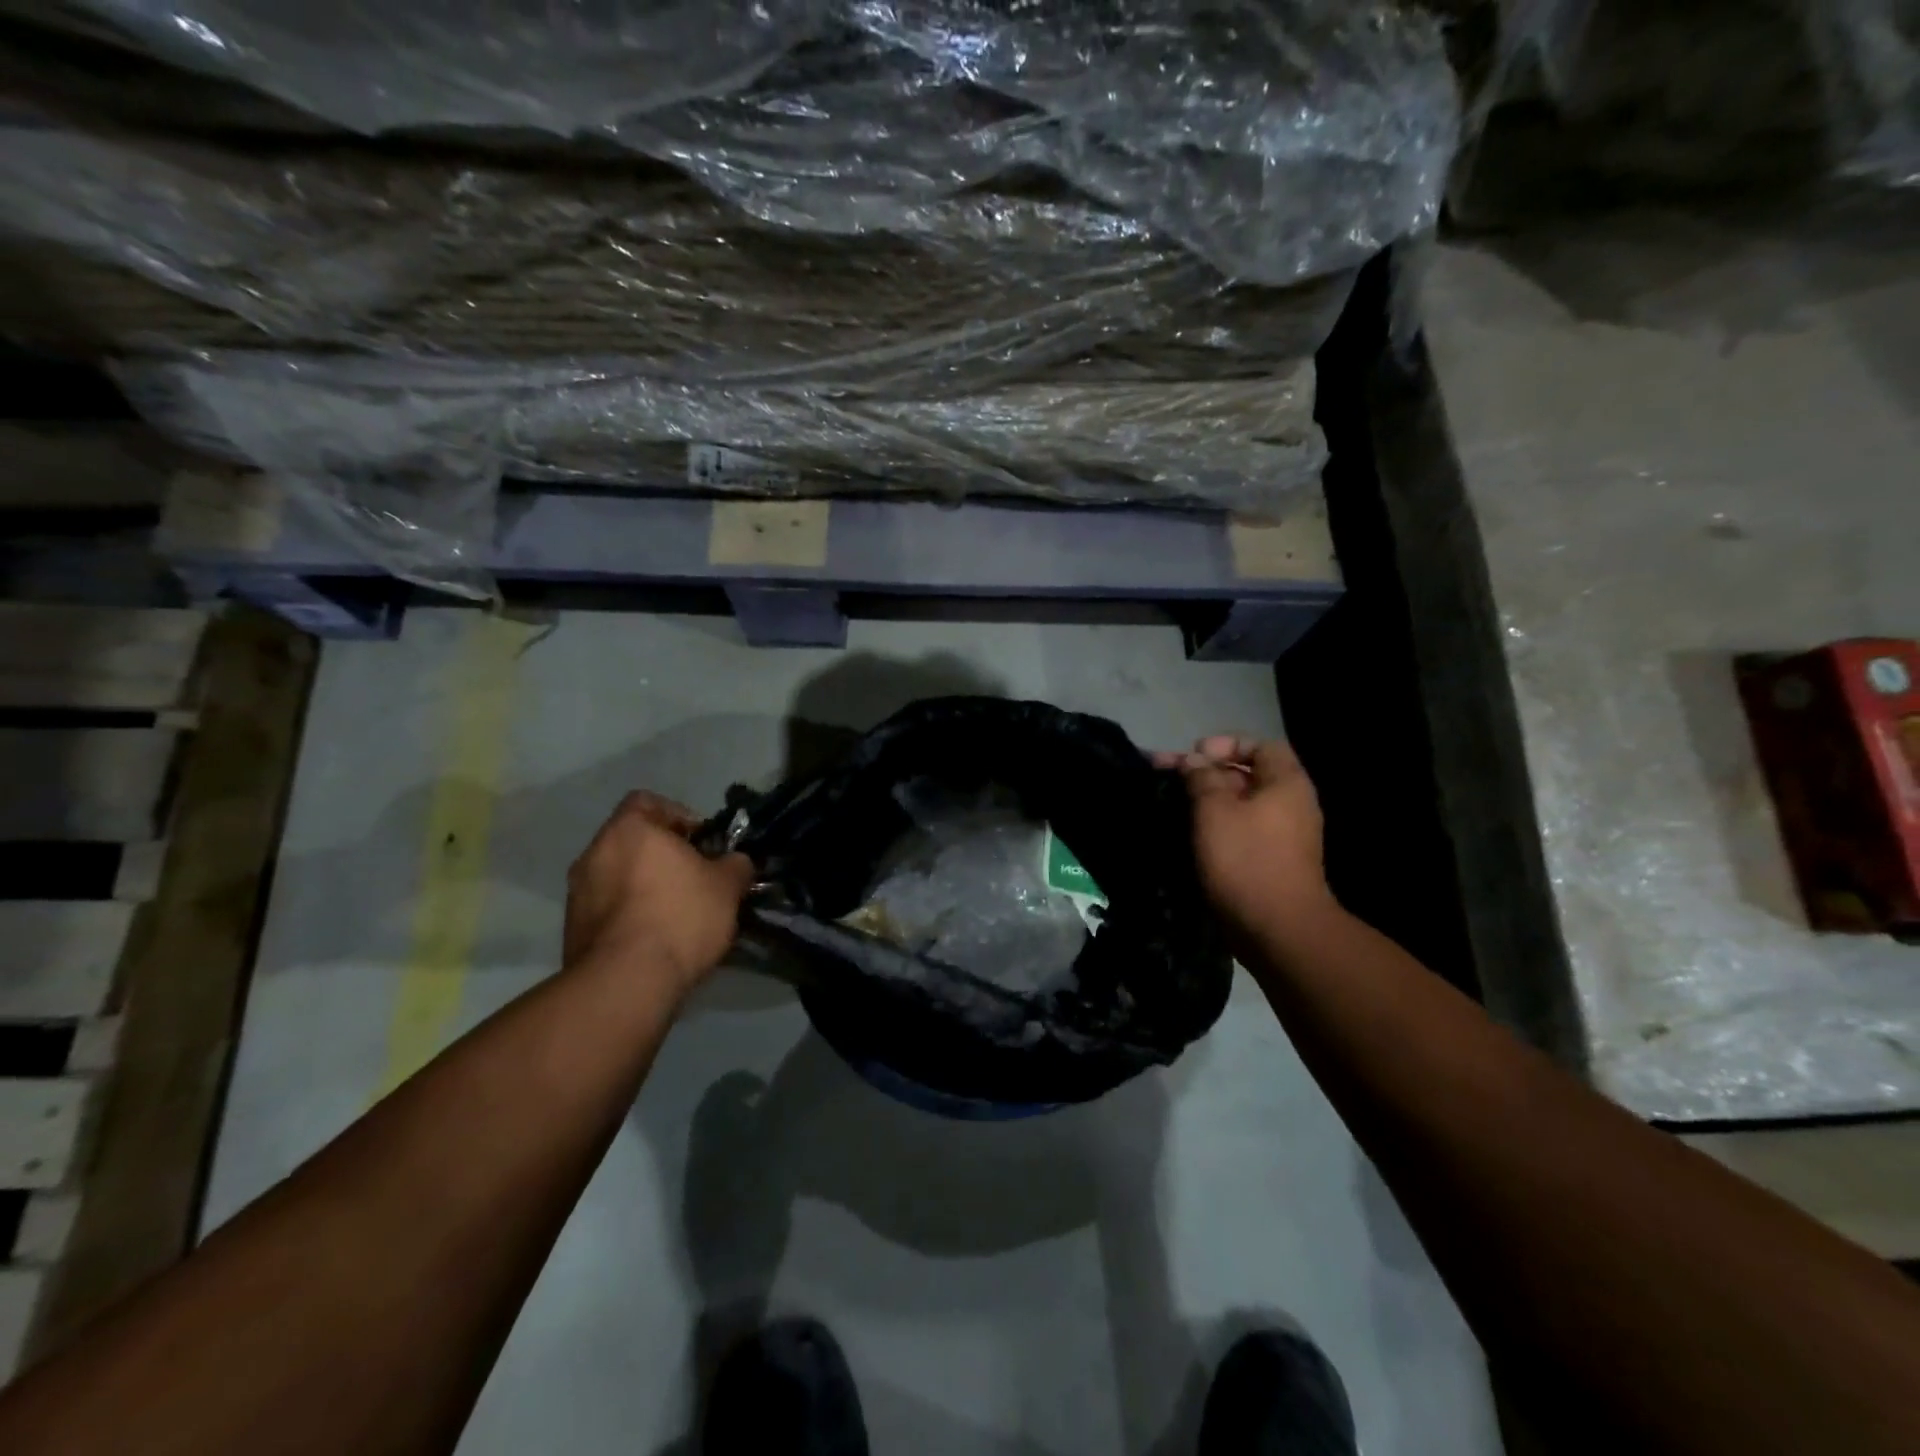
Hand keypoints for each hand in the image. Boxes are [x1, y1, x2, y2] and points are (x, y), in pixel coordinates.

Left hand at [564, 791, 753, 991]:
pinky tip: (656, 939)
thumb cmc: (680, 916)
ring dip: (645, 887)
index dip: (679, 816)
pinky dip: (630, 915)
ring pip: (619, 876)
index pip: (648, 801)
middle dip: (663, 857)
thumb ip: (735, 864)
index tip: (702, 844)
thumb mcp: (727, 886)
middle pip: (633, 841)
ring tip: (676, 915)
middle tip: (695, 880)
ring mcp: (577, 893)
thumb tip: (735, 862)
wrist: (626, 982)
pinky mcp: (572, 930)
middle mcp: (594, 853)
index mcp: (629, 830)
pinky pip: (608, 909)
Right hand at [1155, 736, 1336, 939]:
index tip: (1193, 754)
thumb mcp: (1215, 810)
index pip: (1260, 746)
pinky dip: (1216, 825)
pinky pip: (1241, 830)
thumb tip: (1194, 762)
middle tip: (1167, 776)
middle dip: (1206, 772)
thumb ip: (1202, 778)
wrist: (1278, 929)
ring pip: (1240, 805)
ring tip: (1172, 803)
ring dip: (1207, 800)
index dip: (1225, 744)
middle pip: (1247, 775)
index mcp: (1286, 783)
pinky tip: (1188, 832)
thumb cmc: (1246, 859)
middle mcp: (1291, 805)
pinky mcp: (1271, 862)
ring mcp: (1284, 836)